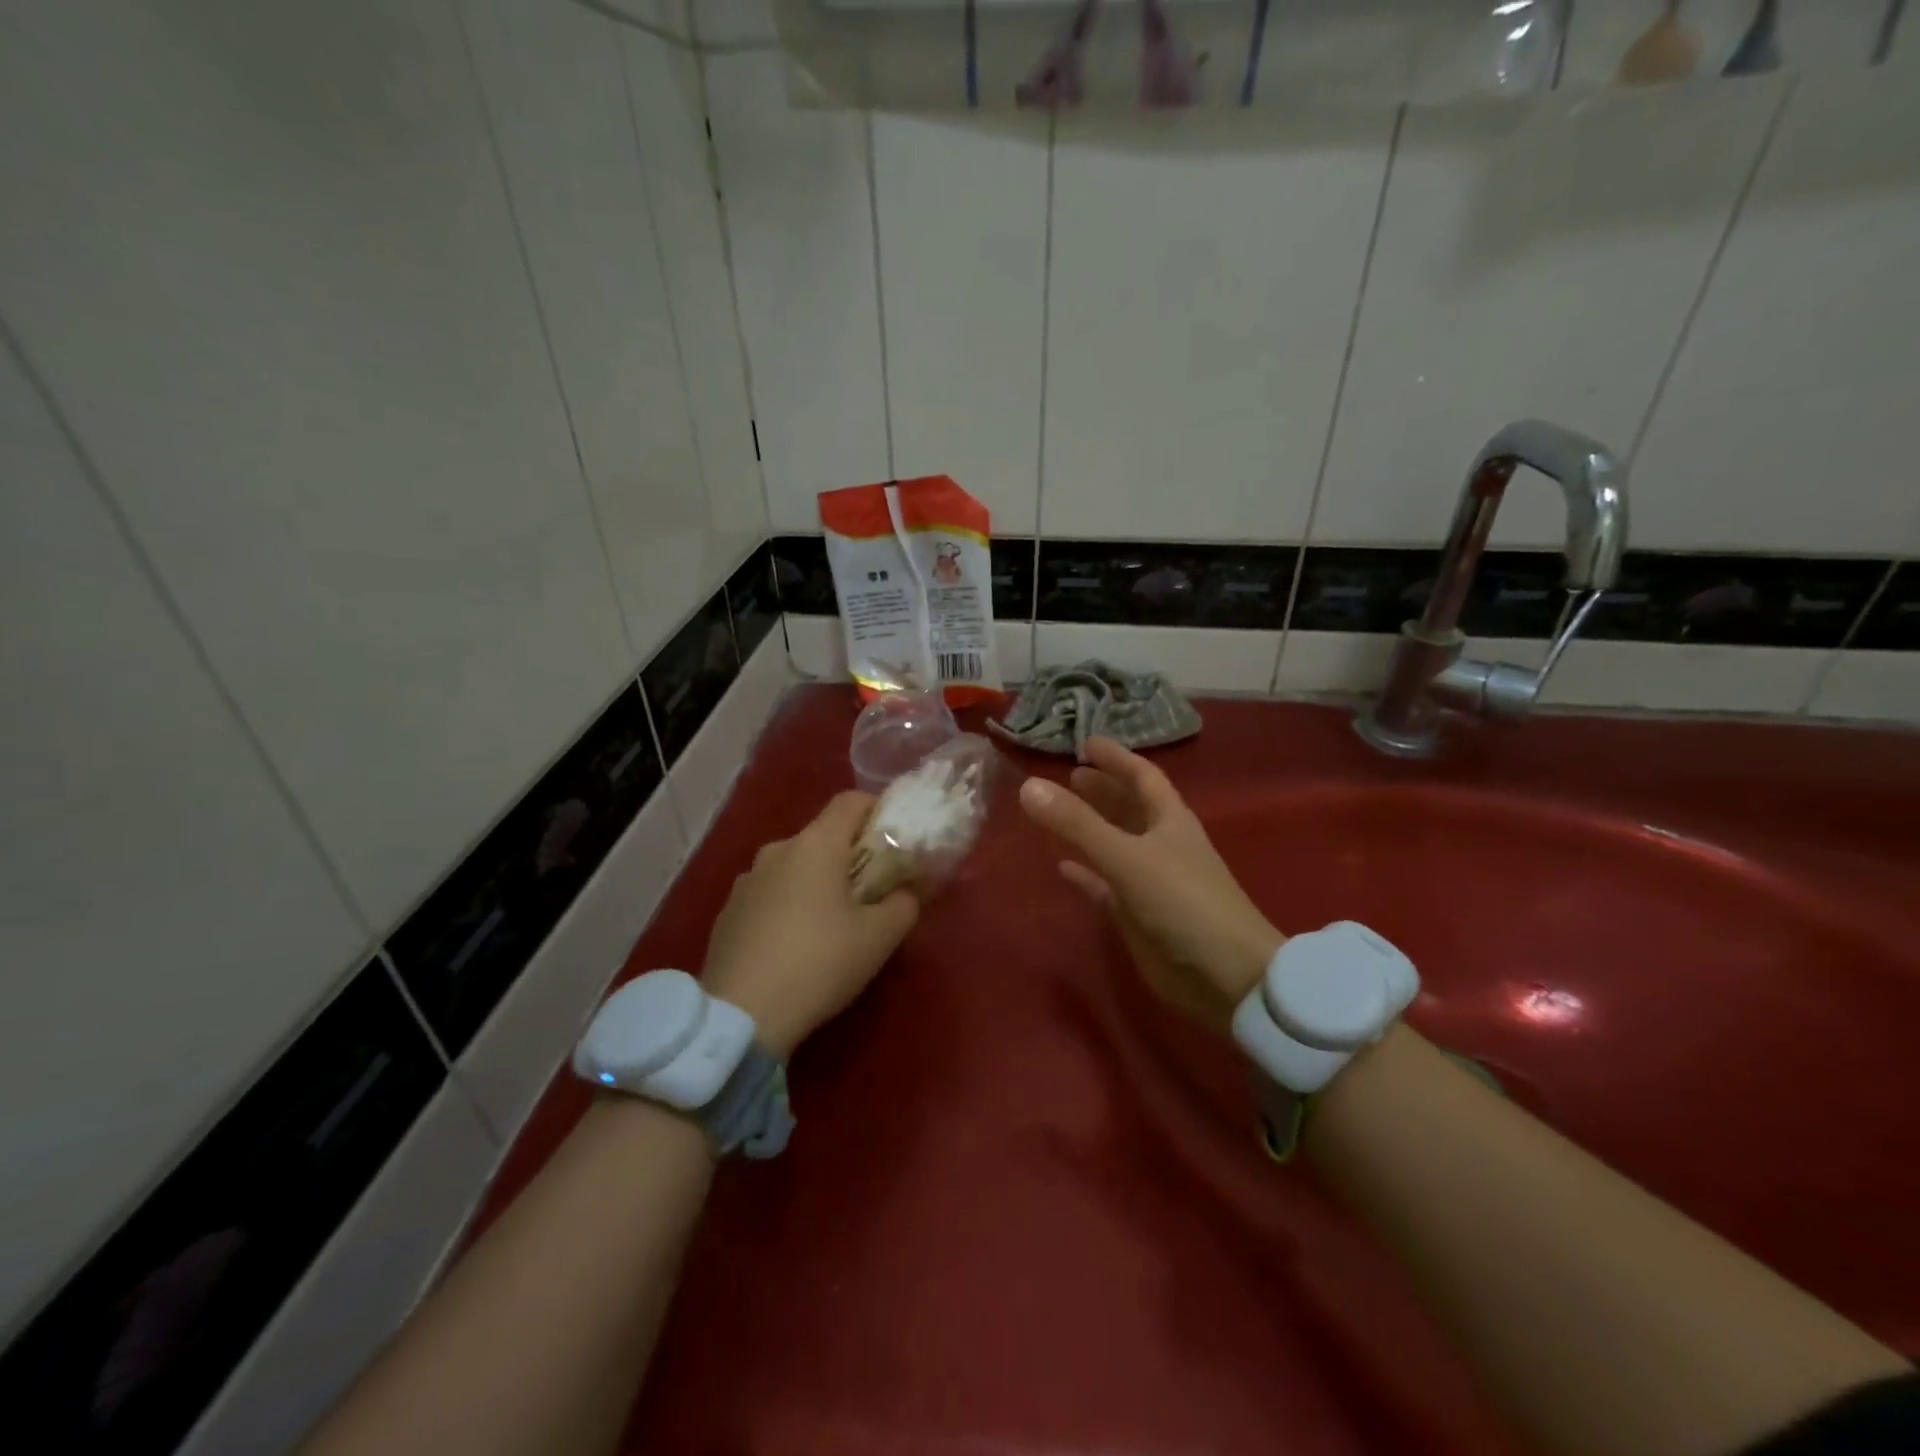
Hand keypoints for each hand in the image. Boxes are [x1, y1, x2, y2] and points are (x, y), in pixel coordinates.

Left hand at [701, 792, 919, 1057]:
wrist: (741, 1015)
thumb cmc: (820, 963)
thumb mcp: (880, 937)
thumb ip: (904, 904)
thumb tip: (907, 891)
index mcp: (816, 844)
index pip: (851, 801)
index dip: (877, 810)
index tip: (894, 839)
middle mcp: (778, 850)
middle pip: (822, 836)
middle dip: (849, 856)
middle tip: (871, 891)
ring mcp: (747, 880)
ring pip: (794, 867)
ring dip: (816, 882)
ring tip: (831, 924)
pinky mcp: (727, 912)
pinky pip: (769, 895)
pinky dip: (788, 906)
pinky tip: (794, 946)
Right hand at [1018, 738, 1282, 1033]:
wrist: (1225, 976)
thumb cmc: (1182, 902)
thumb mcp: (1127, 857)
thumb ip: (1077, 824)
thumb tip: (1029, 786)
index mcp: (1169, 820)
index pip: (1142, 776)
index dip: (1116, 758)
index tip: (1086, 743)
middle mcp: (1162, 843)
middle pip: (1129, 807)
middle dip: (1102, 790)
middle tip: (1069, 775)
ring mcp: (1151, 880)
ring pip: (1116, 844)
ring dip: (1090, 828)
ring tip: (1058, 811)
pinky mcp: (1139, 914)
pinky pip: (1106, 885)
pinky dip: (1086, 873)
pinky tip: (1061, 866)